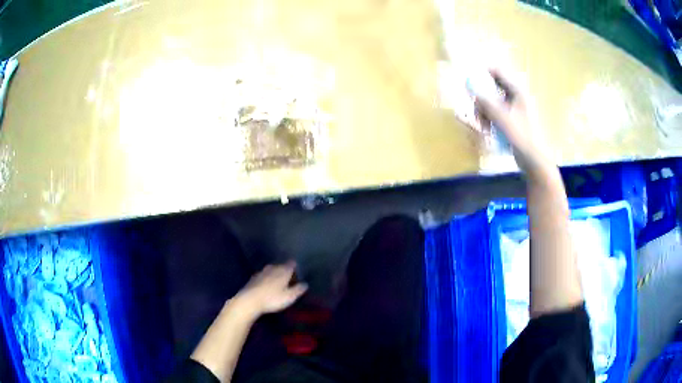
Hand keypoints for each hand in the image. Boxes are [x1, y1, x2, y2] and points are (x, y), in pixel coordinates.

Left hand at [236, 262, 307, 316]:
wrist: (250, 300)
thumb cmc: (272, 298)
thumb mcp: (289, 297)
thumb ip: (298, 289)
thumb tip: (305, 284)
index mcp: (283, 271)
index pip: (291, 264)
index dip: (295, 266)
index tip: (298, 271)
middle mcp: (273, 268)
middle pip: (281, 266)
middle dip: (285, 270)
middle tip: (289, 278)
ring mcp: (262, 272)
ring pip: (271, 270)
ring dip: (275, 274)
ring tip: (278, 281)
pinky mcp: (253, 278)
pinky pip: (263, 275)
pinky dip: (266, 278)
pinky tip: (266, 285)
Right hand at [474, 68, 550, 174]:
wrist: (535, 160)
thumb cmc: (523, 137)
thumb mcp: (503, 119)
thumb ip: (487, 103)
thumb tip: (472, 91)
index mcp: (517, 91)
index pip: (498, 72)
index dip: (483, 73)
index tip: (470, 82)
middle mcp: (516, 96)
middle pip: (492, 87)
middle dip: (482, 98)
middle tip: (476, 110)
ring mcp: (514, 109)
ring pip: (492, 102)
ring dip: (484, 112)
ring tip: (484, 126)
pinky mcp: (511, 121)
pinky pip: (495, 114)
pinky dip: (490, 120)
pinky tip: (489, 131)